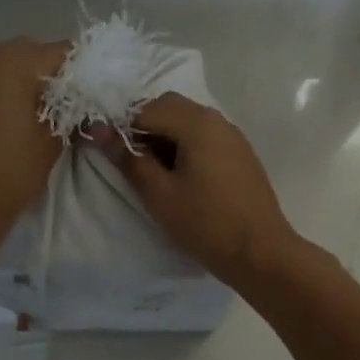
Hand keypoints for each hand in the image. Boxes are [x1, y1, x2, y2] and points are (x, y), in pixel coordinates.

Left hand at [0, 37, 68, 254]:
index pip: (66, 52)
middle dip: (59, 76)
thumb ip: (74, 112)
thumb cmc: (11, 168)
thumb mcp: (54, 140)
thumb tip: (89, 106)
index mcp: (16, 59)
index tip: (98, 96)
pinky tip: (21, 119)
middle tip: (76, 108)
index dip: (86, 73)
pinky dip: (11, 91)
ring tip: (49, 116)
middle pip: (38, 54)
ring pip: (14, 65)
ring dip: (33, 83)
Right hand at [89, 92, 299, 289]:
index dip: (123, 128)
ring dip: (165, 136)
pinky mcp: (241, 153)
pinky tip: (182, 177)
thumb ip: (128, 158)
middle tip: (133, 163)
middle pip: (169, 107)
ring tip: (156, 173)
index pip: (146, 109)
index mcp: (196, 122)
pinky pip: (205, 136)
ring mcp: (233, 135)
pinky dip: (186, 145)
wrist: (260, 252)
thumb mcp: (159, 193)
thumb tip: (98, 130)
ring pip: (188, 120)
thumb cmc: (205, 222)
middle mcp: (217, 119)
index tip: (113, 154)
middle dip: (145, 127)